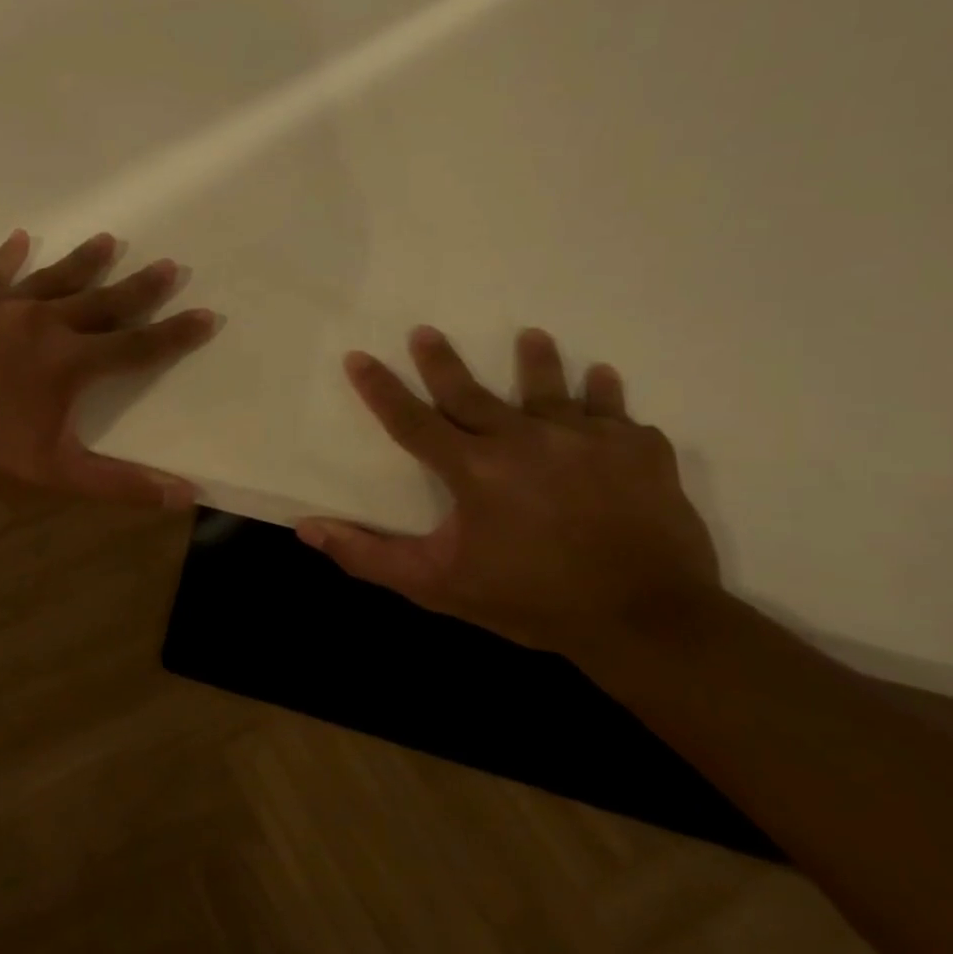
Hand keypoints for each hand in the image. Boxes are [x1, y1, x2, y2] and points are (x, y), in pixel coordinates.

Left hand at [0, 230, 215, 507]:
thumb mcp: (57, 476)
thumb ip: (122, 483)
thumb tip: (186, 495)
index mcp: (70, 362)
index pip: (138, 346)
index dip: (176, 334)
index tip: (207, 314)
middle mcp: (43, 323)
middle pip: (103, 301)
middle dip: (140, 287)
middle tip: (169, 265)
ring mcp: (0, 308)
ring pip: (53, 277)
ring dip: (85, 261)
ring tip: (110, 240)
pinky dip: (8, 257)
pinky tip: (20, 238)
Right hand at [296, 327, 721, 661]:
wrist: (647, 622)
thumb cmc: (531, 600)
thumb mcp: (436, 585)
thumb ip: (367, 556)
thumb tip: (306, 529)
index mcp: (473, 469)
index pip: (412, 420)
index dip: (380, 389)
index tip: (359, 357)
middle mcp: (525, 440)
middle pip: (472, 392)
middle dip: (444, 361)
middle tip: (427, 331)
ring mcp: (586, 440)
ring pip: (553, 389)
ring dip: (538, 361)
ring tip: (532, 336)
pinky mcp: (639, 451)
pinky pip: (618, 416)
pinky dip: (607, 399)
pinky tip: (603, 380)